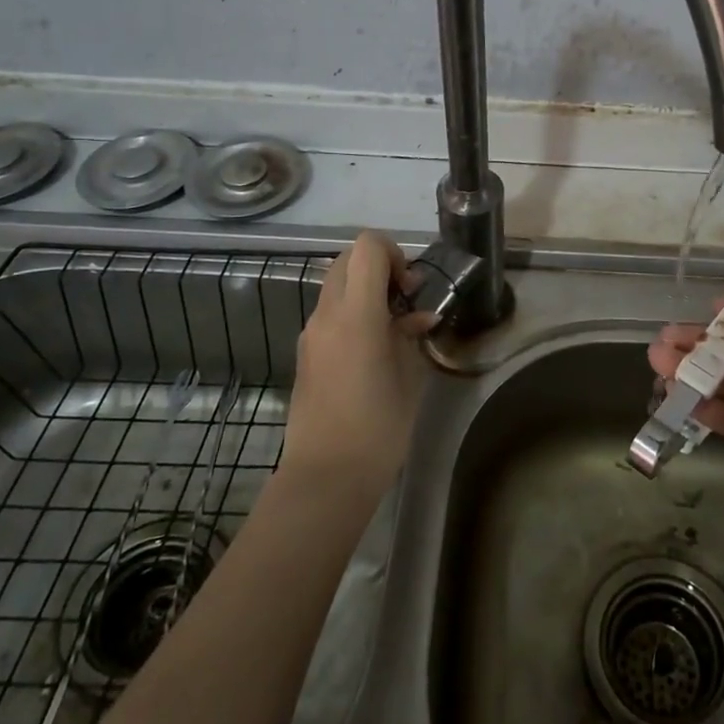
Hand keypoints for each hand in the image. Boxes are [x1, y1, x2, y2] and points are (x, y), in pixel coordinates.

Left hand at [282, 231, 429, 496]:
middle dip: (379, 268)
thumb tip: (419, 317)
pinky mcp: (305, 353)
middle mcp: (327, 314)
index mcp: (356, 313)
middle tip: (404, 300)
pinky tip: (375, 350)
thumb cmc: (378, 427)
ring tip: (393, 328)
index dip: (394, 253)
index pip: (367, 247)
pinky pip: (330, 314)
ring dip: (365, 291)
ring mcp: (311, 333)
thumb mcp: (409, 377)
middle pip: (348, 259)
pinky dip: (353, 313)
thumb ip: (412, 335)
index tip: (409, 287)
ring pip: (336, 285)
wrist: (326, 477)